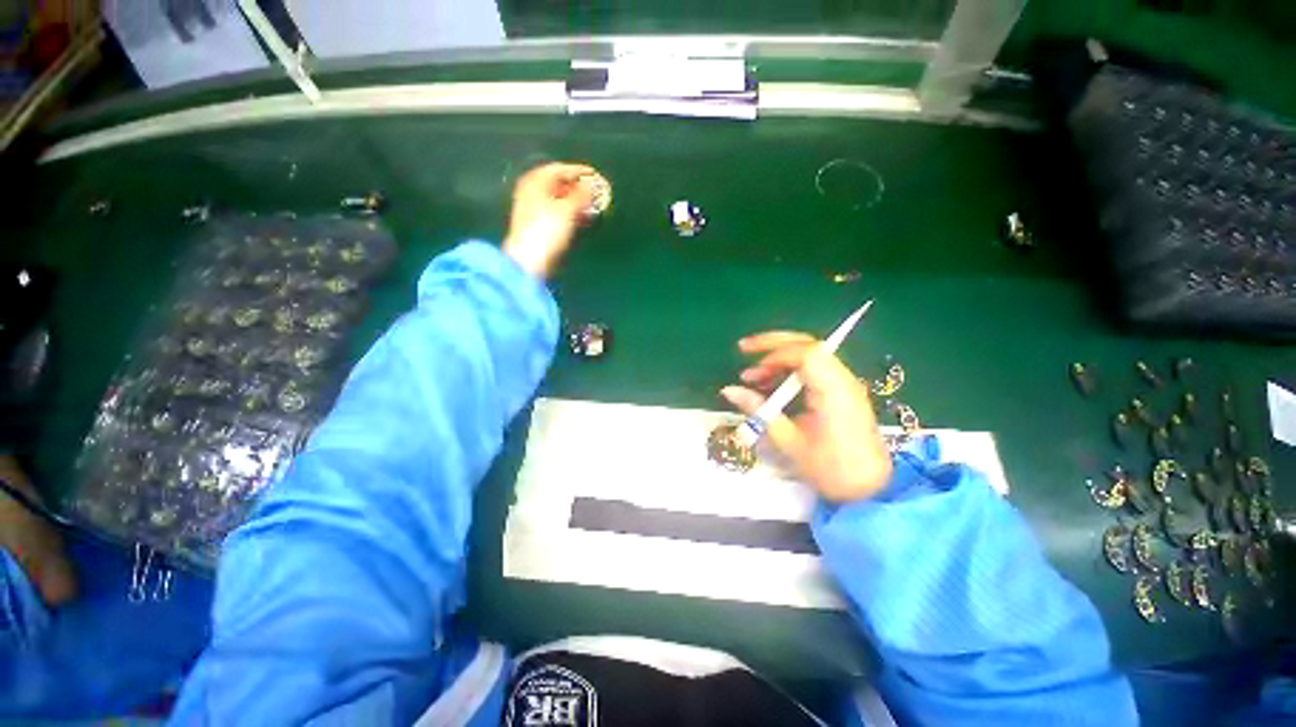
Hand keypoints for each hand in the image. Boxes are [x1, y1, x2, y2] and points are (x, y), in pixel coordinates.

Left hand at [503, 162, 598, 278]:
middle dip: (578, 187)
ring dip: (576, 201)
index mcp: (535, 181)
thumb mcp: (567, 209)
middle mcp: (531, 191)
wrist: (529, 260)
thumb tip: (593, 184)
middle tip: (596, 192)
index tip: (596, 176)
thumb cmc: (547, 230)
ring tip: (592, 206)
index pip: (560, 169)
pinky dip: (570, 212)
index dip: (579, 171)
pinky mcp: (537, 225)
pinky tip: (581, 218)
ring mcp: (533, 208)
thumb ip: (582, 195)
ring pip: (558, 198)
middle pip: (558, 183)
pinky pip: (557, 211)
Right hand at [720, 332, 892, 501]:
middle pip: (809, 345)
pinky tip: (772, 383)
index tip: (752, 371)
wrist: (871, 490)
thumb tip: (728, 390)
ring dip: (779, 358)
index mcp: (834, 391)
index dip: (775, 354)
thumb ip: (759, 410)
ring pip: (811, 354)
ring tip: (753, 377)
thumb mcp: (789, 441)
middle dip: (773, 344)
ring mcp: (845, 384)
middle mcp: (843, 380)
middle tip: (744, 349)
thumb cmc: (831, 470)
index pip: (806, 353)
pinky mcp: (842, 391)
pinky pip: (814, 368)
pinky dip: (790, 369)